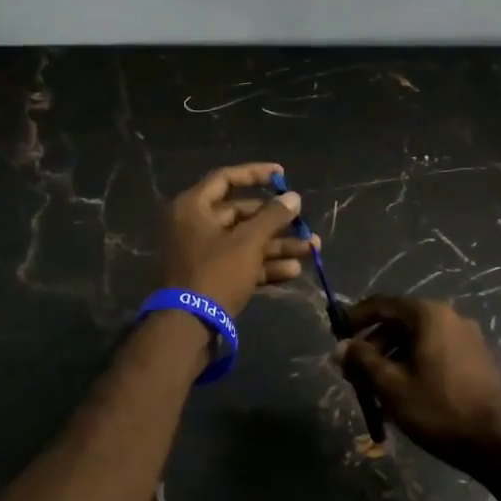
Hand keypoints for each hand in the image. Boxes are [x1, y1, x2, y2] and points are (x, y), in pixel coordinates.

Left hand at [157, 162, 315, 317]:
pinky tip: (294, 270)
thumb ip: (272, 216)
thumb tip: (293, 197)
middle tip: (304, 223)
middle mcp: (193, 225)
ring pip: (244, 241)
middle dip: (276, 221)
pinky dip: (264, 265)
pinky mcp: (210, 278)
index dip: (255, 174)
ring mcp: (201, 253)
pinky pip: (240, 263)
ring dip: (277, 245)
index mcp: (192, 207)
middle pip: (240, 214)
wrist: (188, 327)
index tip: (283, 175)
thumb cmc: (216, 273)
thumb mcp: (248, 242)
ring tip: (312, 249)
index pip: (225, 179)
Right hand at [337, 296, 500, 471]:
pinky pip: (435, 354)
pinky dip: (414, 368)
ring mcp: (467, 339)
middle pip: (399, 323)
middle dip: (373, 347)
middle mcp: (450, 318)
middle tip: (354, 374)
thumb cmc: (442, 409)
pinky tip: (405, 398)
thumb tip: (341, 347)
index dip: (355, 318)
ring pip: (417, 342)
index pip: (382, 304)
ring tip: (377, 394)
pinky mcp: (477, 361)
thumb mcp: (393, 387)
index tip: (337, 336)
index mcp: (429, 315)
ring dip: (392, 361)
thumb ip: (363, 361)